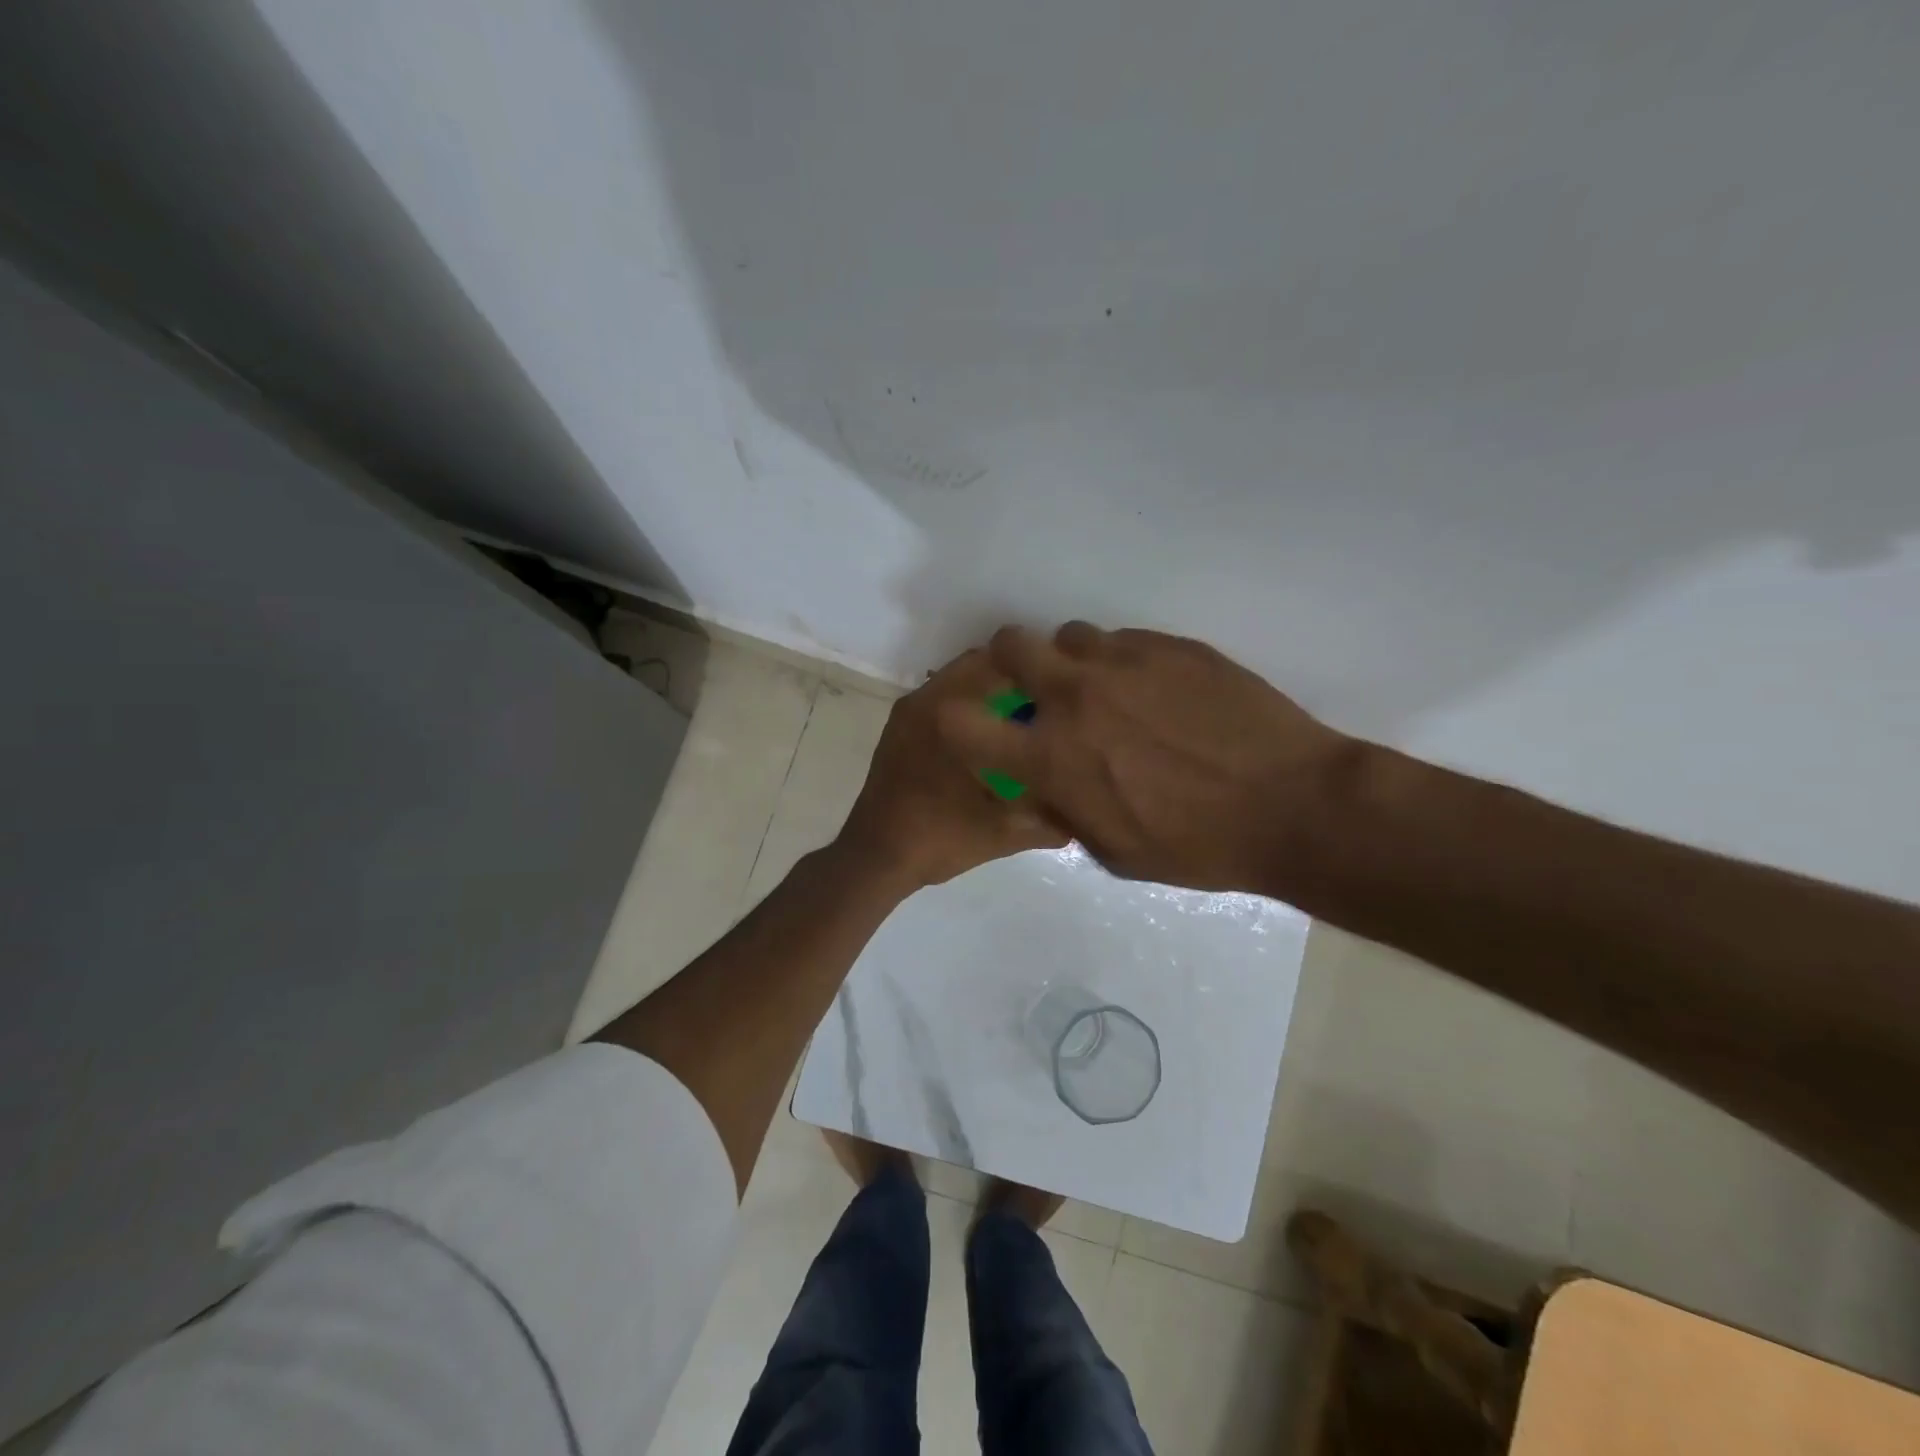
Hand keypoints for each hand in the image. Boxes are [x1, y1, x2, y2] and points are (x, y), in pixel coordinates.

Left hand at [837, 649, 1068, 890]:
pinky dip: (967, 705)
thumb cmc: (939, 839)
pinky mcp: (898, 729)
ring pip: (958, 682)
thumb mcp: (1002, 832)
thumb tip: (1084, 811)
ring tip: (1023, 717)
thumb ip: (1048, 819)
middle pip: (979, 666)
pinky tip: (990, 736)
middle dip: (1015, 679)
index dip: (1037, 672)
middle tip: (1048, 702)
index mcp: (949, 714)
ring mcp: (907, 713)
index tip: (1064, 689)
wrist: (876, 859)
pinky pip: (940, 700)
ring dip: (990, 691)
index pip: (1001, 667)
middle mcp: (925, 701)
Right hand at [934, 623, 1358, 892]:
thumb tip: (1048, 781)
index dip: (956, 722)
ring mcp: (1124, 662)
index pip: (960, 723)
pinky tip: (1159, 691)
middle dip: (1011, 663)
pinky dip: (1124, 662)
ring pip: (1070, 636)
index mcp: (1053, 758)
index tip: (977, 728)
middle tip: (1039, 687)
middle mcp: (1076, 697)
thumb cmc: (1198, 847)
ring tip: (1109, 689)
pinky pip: (1124, 640)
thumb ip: (1065, 808)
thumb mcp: (1114, 852)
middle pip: (1009, 644)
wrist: (1293, 806)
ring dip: (1074, 661)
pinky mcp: (1170, 645)